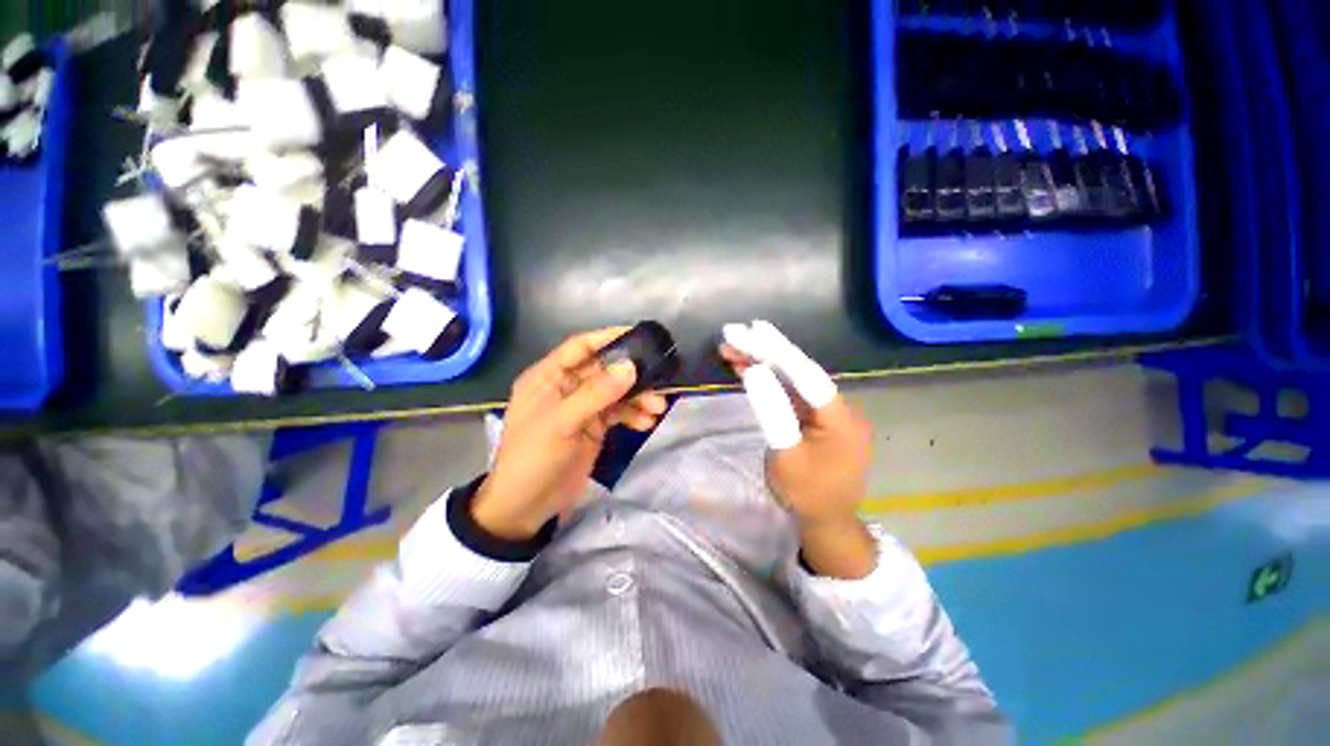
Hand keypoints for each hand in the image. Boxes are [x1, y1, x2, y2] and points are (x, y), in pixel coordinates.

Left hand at [473, 328, 669, 539]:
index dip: (608, 337)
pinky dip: (633, 415)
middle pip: (605, 370)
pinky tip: (647, 423)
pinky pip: (618, 413)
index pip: (581, 347)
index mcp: (548, 377)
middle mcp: (566, 387)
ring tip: (658, 408)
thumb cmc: (534, 458)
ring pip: (615, 392)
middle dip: (632, 376)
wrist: (528, 507)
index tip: (638, 335)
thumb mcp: (562, 423)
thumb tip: (631, 367)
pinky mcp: (593, 426)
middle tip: (659, 381)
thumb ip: (597, 393)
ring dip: (637, 398)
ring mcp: (581, 407)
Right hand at [721, 322, 875, 577]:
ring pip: (793, 380)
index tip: (751, 331)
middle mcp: (838, 407)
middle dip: (766, 351)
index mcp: (839, 418)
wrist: (825, 521)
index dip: (777, 351)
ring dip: (764, 363)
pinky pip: (791, 393)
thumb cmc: (805, 494)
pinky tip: (749, 367)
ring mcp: (827, 412)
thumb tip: (755, 371)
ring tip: (734, 347)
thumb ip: (772, 412)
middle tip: (735, 333)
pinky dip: (770, 381)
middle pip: (799, 371)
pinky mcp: (815, 417)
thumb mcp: (785, 456)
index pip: (805, 375)